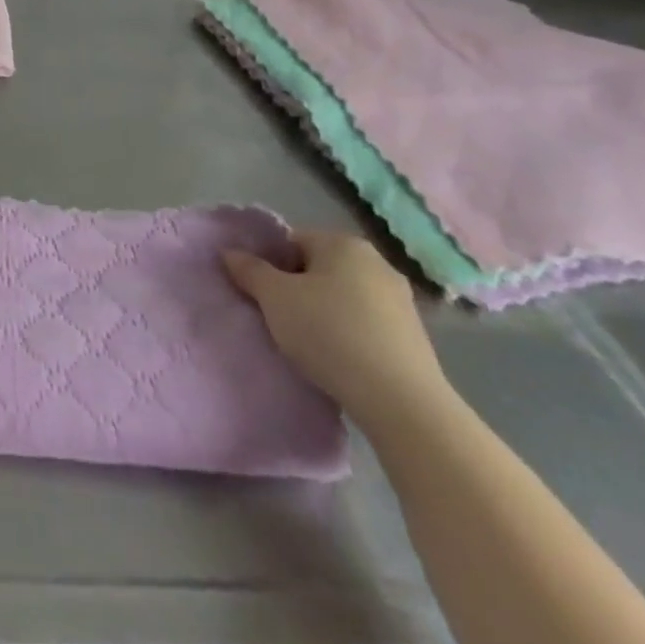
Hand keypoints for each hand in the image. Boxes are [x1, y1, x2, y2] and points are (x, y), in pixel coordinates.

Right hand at [223, 230, 449, 429]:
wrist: (400, 401)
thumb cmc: (329, 333)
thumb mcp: (274, 298)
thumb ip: (249, 270)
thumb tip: (230, 252)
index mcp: (343, 243)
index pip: (292, 242)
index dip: (270, 265)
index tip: (260, 295)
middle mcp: (376, 262)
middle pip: (319, 267)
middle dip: (296, 289)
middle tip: (278, 318)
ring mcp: (401, 299)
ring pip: (343, 297)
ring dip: (322, 312)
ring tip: (306, 343)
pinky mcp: (414, 336)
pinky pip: (366, 323)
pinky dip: (348, 334)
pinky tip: (337, 358)